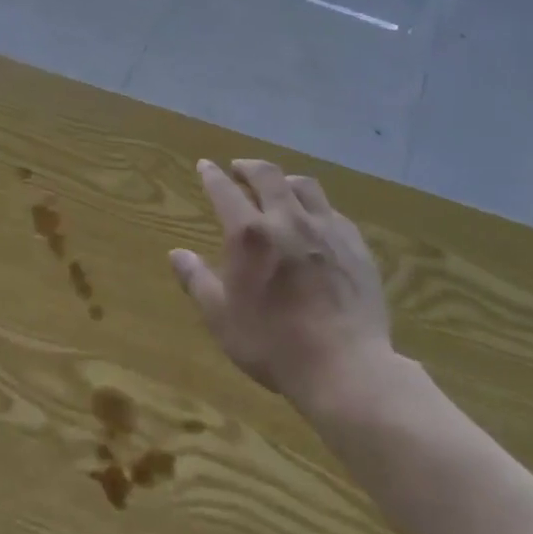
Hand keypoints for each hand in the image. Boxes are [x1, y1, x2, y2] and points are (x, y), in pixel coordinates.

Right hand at [171, 159, 397, 410]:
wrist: (346, 368)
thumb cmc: (274, 344)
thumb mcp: (222, 318)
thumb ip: (197, 280)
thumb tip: (176, 253)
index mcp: (250, 234)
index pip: (225, 190)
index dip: (212, 175)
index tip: (205, 165)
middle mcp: (287, 219)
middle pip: (268, 175)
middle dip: (249, 167)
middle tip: (239, 169)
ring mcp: (326, 230)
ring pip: (305, 186)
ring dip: (285, 180)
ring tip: (278, 187)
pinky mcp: (356, 245)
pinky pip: (332, 211)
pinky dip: (316, 207)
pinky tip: (315, 220)